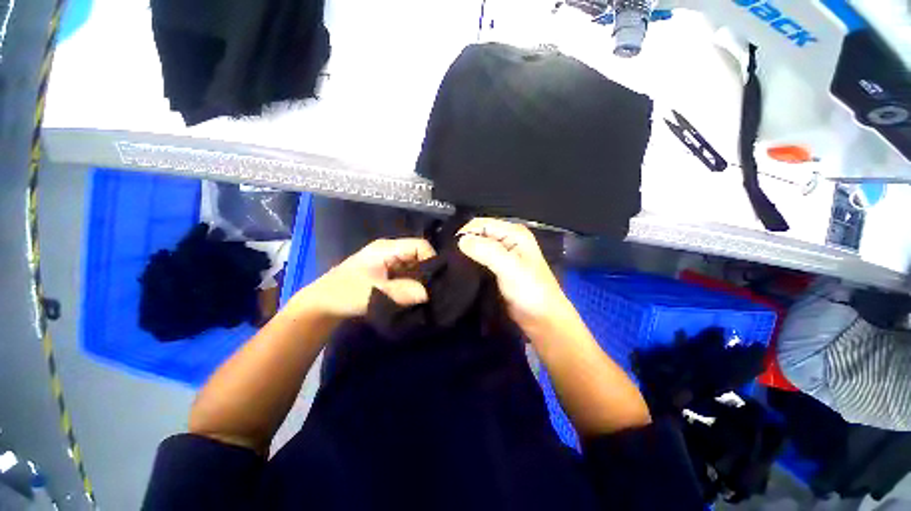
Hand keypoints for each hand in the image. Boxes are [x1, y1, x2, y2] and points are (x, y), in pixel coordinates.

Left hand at [302, 238, 436, 318]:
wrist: (323, 305)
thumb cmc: (344, 293)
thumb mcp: (373, 293)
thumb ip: (401, 291)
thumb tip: (428, 293)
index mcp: (387, 248)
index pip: (420, 246)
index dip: (431, 260)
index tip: (436, 281)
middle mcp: (391, 251)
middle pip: (420, 256)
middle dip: (428, 273)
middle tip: (434, 291)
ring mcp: (390, 262)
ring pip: (416, 267)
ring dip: (421, 281)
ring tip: (428, 296)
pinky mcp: (389, 274)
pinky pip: (408, 276)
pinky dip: (414, 285)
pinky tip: (416, 297)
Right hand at [457, 218, 573, 328]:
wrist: (541, 319)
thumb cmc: (530, 292)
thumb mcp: (510, 268)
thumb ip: (487, 252)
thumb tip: (460, 241)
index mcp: (514, 233)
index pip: (481, 223)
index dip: (465, 233)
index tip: (450, 250)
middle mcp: (507, 239)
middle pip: (478, 234)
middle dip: (463, 244)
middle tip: (449, 259)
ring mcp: (502, 254)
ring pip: (477, 248)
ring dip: (465, 255)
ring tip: (451, 266)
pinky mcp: (496, 268)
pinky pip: (478, 261)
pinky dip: (469, 264)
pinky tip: (460, 272)